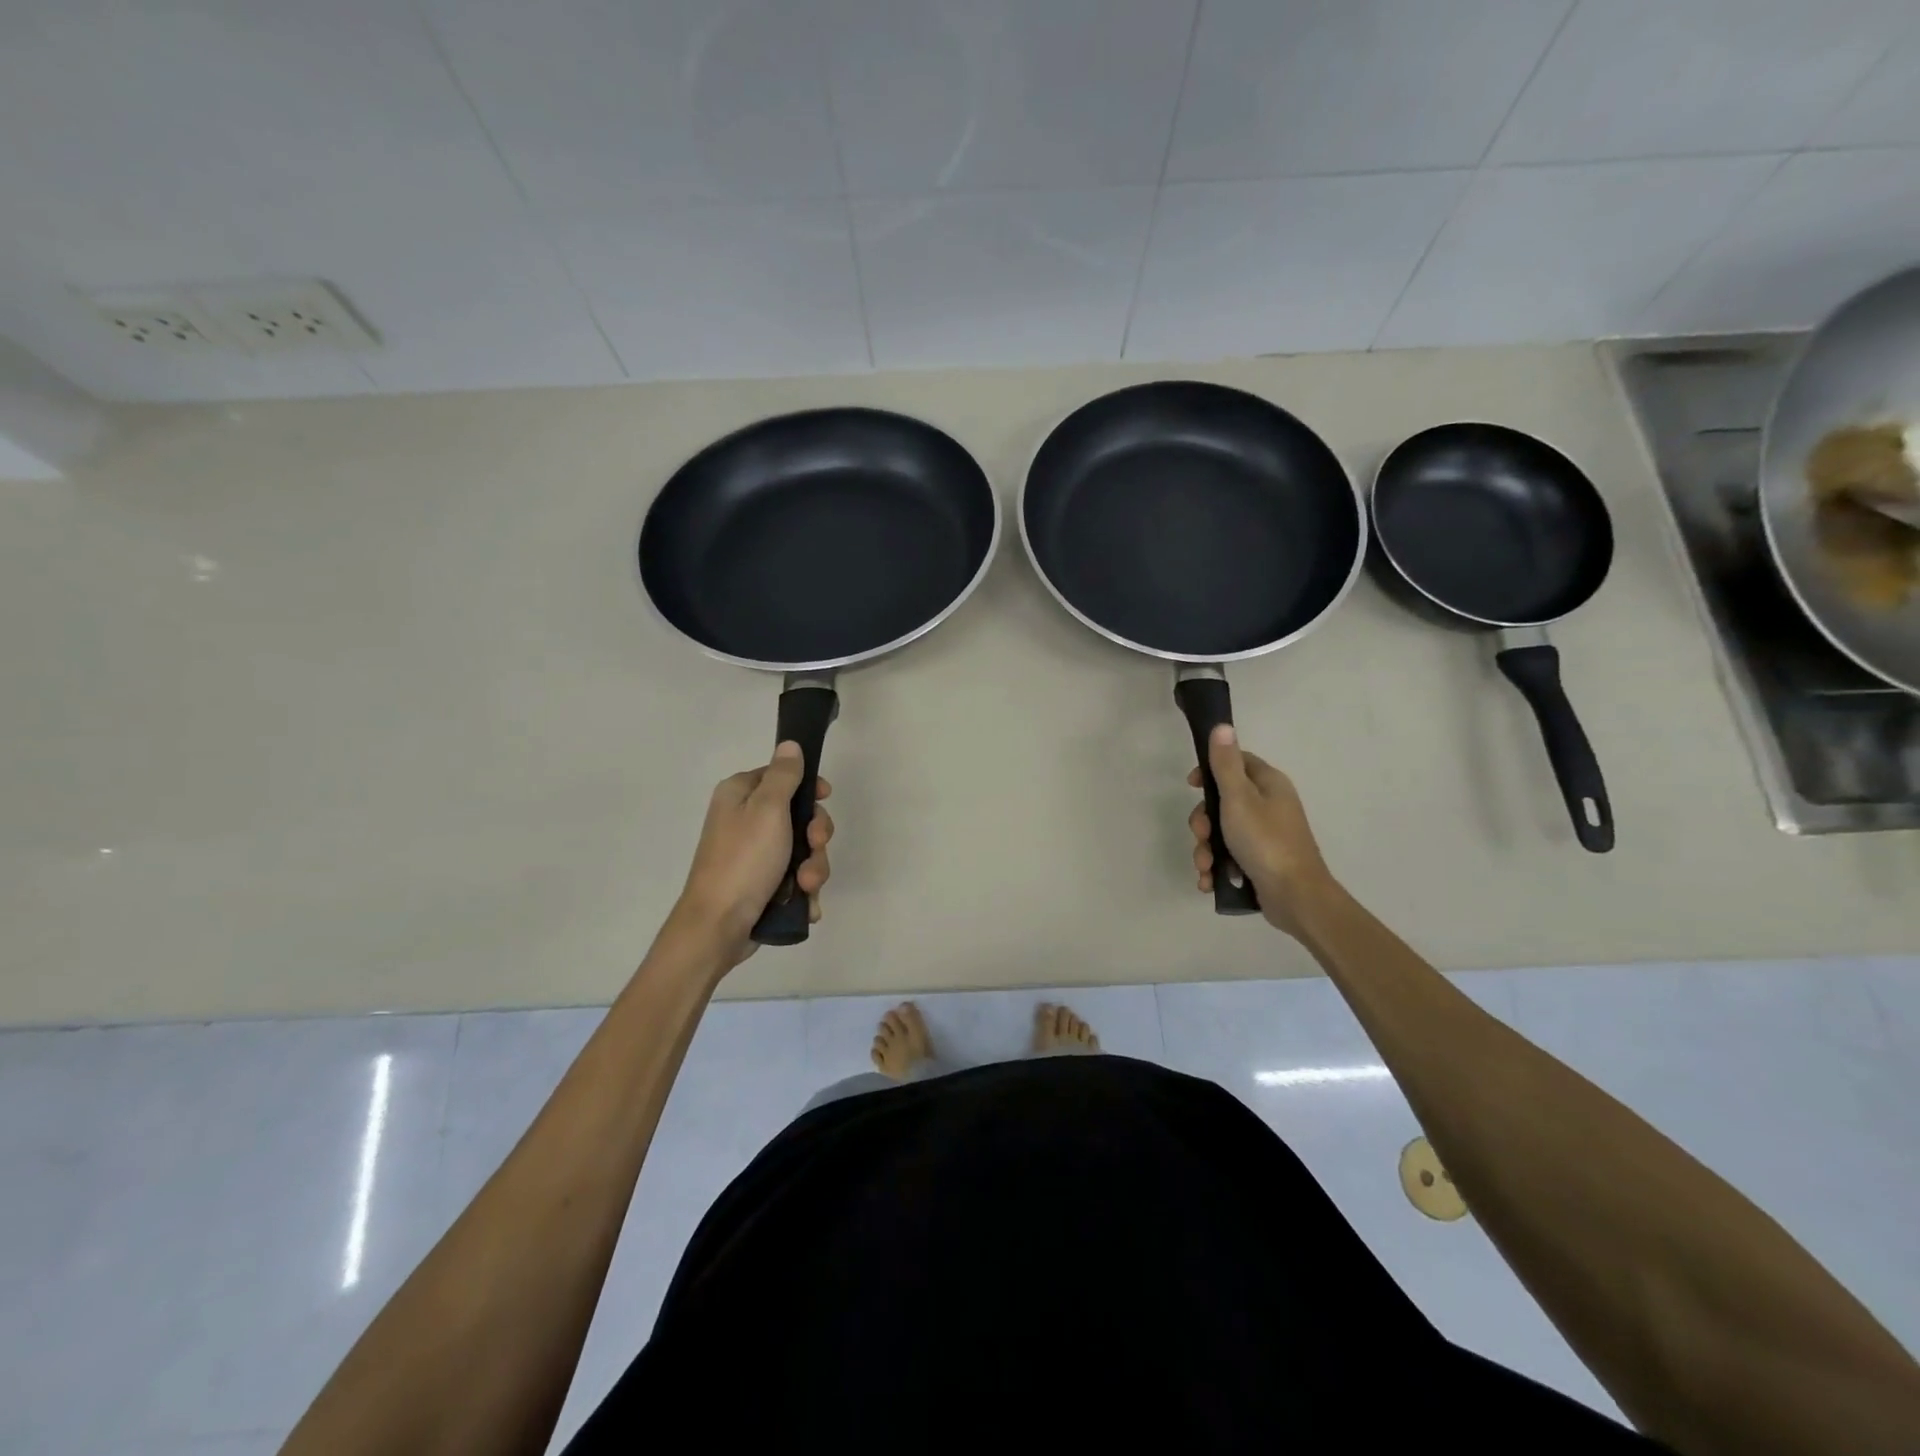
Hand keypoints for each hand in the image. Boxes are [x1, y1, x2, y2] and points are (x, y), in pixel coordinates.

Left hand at [675, 741, 833, 965]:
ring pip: (803, 850)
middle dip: (815, 836)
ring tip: (805, 886)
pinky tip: (804, 903)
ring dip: (813, 868)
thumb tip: (790, 744)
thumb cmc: (744, 860)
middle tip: (814, 847)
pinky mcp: (762, 885)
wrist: (719, 926)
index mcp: (740, 795)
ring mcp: (754, 855)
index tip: (824, 798)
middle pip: (798, 816)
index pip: (782, 776)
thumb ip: (784, 775)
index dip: (808, 787)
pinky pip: (795, 879)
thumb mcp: (768, 809)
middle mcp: (745, 821)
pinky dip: (803, 891)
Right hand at [1187, 724, 1335, 937]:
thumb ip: (1225, 764)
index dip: (1210, 771)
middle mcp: (1269, 806)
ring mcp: (1265, 836)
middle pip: (1223, 801)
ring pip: (1222, 833)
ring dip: (1206, 850)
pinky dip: (1216, 868)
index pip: (1236, 763)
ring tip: (1205, 867)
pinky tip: (1209, 881)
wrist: (1295, 896)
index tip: (1191, 785)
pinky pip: (1229, 857)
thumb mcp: (1238, 798)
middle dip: (1203, 822)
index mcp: (1268, 785)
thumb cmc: (1265, 841)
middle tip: (1202, 835)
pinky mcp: (1260, 861)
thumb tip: (1222, 726)